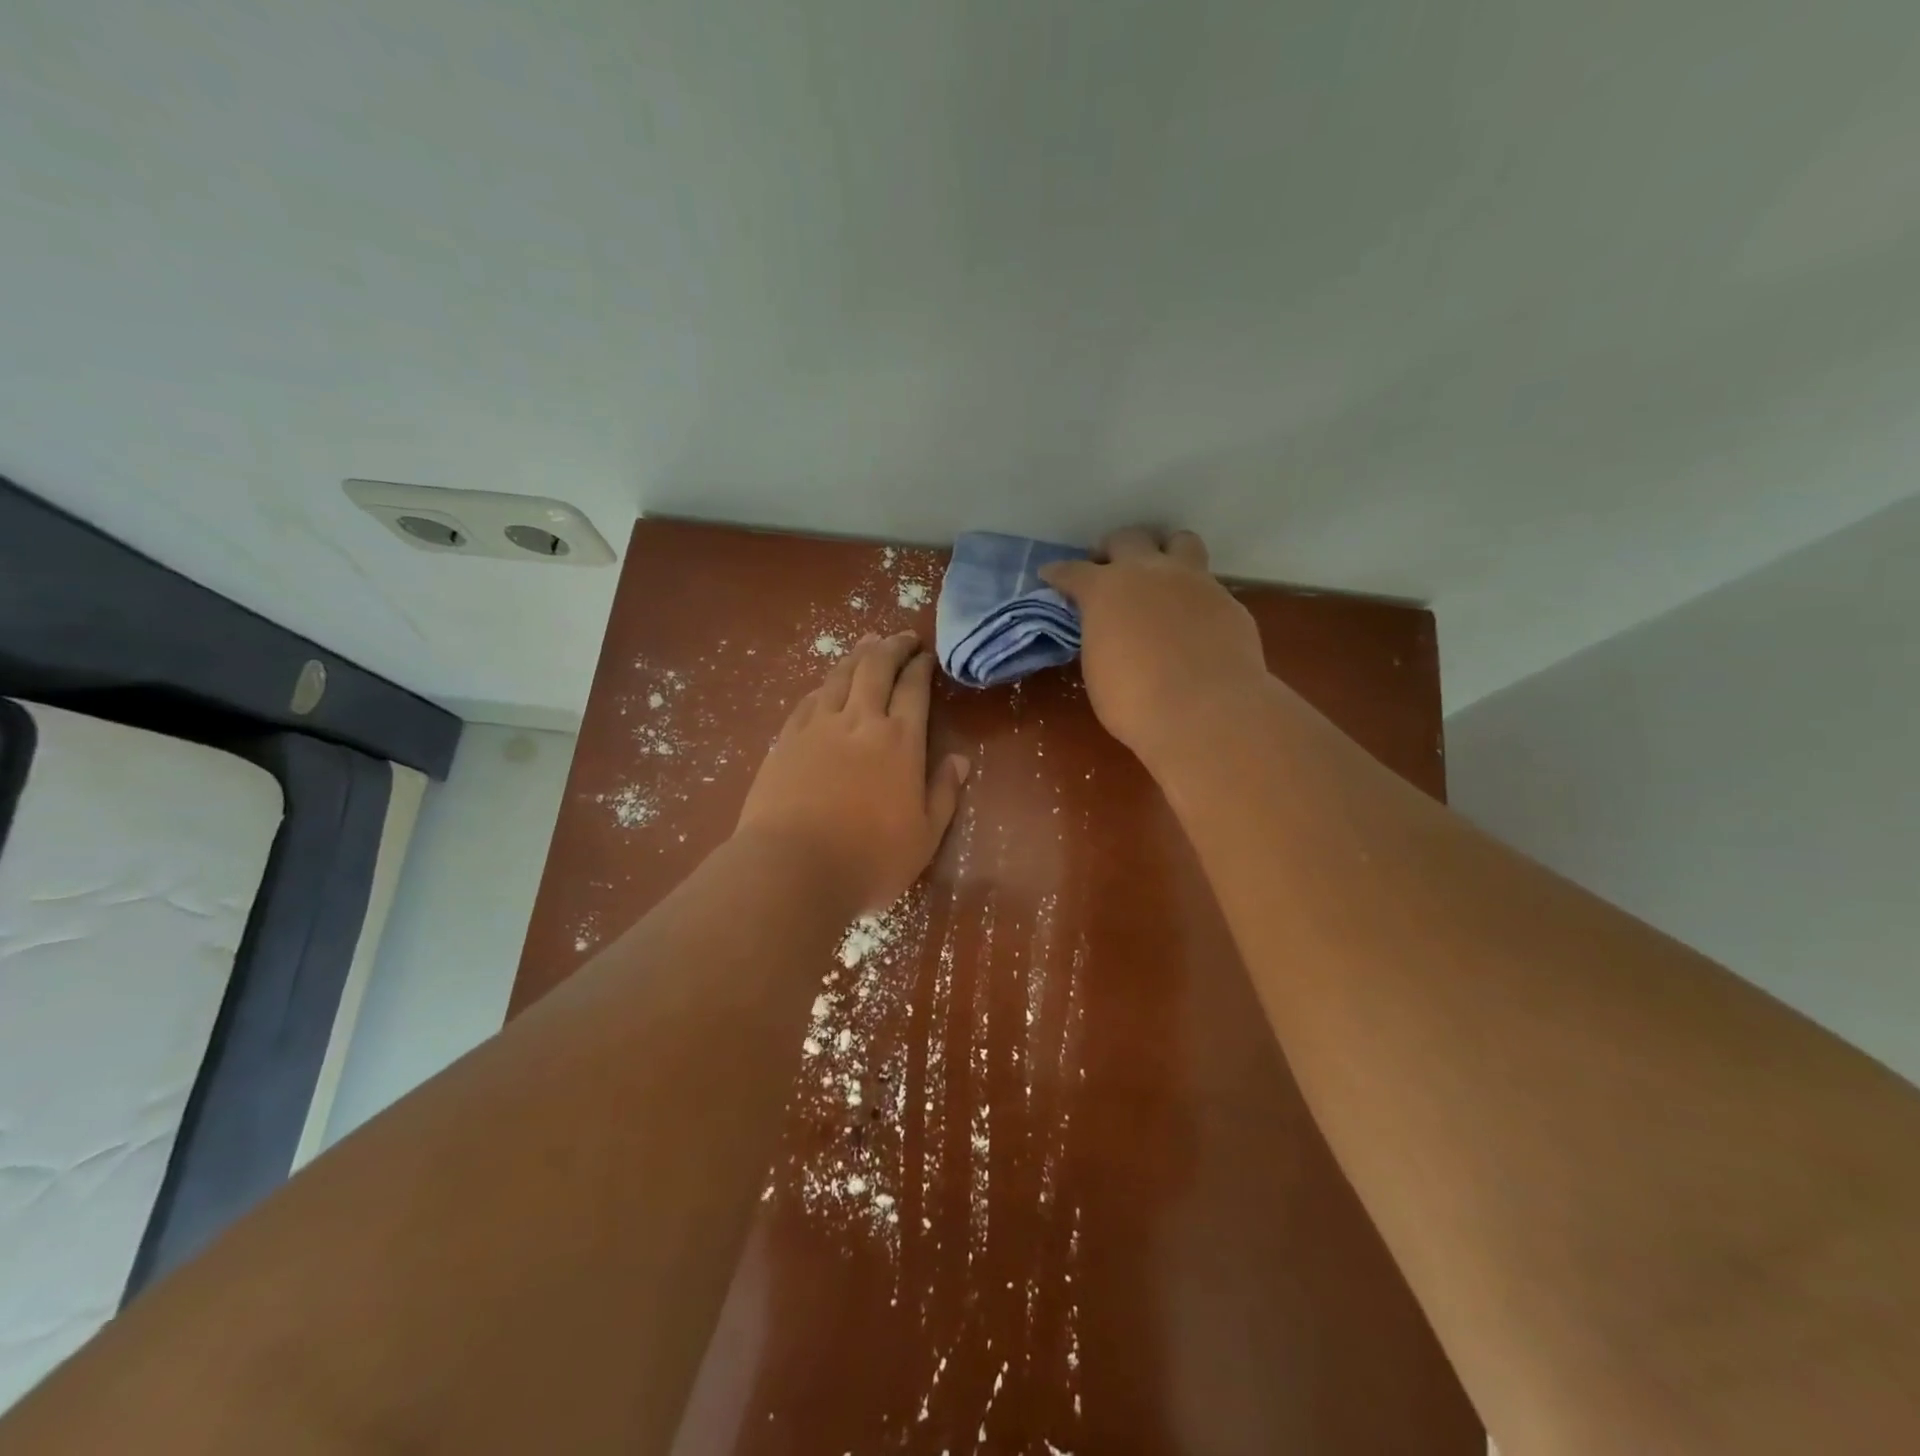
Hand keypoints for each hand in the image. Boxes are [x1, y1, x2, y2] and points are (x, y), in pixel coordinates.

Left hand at [736, 633, 969, 914]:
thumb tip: (960, 760)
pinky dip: (825, 684)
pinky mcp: (785, 740)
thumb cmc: (869, 859)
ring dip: (858, 655)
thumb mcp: (925, 836)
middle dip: (892, 648)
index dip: (921, 667)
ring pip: (840, 676)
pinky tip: (827, 683)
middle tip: (902, 636)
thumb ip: (944, 793)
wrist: (791, 868)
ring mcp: (818, 727)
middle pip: (876, 669)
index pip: (914, 690)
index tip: (926, 654)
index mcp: (900, 742)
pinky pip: (810, 699)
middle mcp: (860, 722)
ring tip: (868, 642)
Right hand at [1042, 527, 1268, 766]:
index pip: (1073, 571)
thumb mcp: (1098, 669)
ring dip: (1164, 552)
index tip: (1051, 575)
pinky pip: (1207, 586)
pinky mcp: (1228, 601)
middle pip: (1127, 538)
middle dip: (1111, 550)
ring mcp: (1194, 582)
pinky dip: (1193, 597)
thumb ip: (1100, 637)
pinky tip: (1192, 623)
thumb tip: (1108, 631)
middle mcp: (1149, 573)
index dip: (1059, 574)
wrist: (1206, 713)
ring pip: (1179, 541)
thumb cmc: (1135, 702)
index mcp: (1106, 590)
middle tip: (1107, 570)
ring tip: (1159, 576)